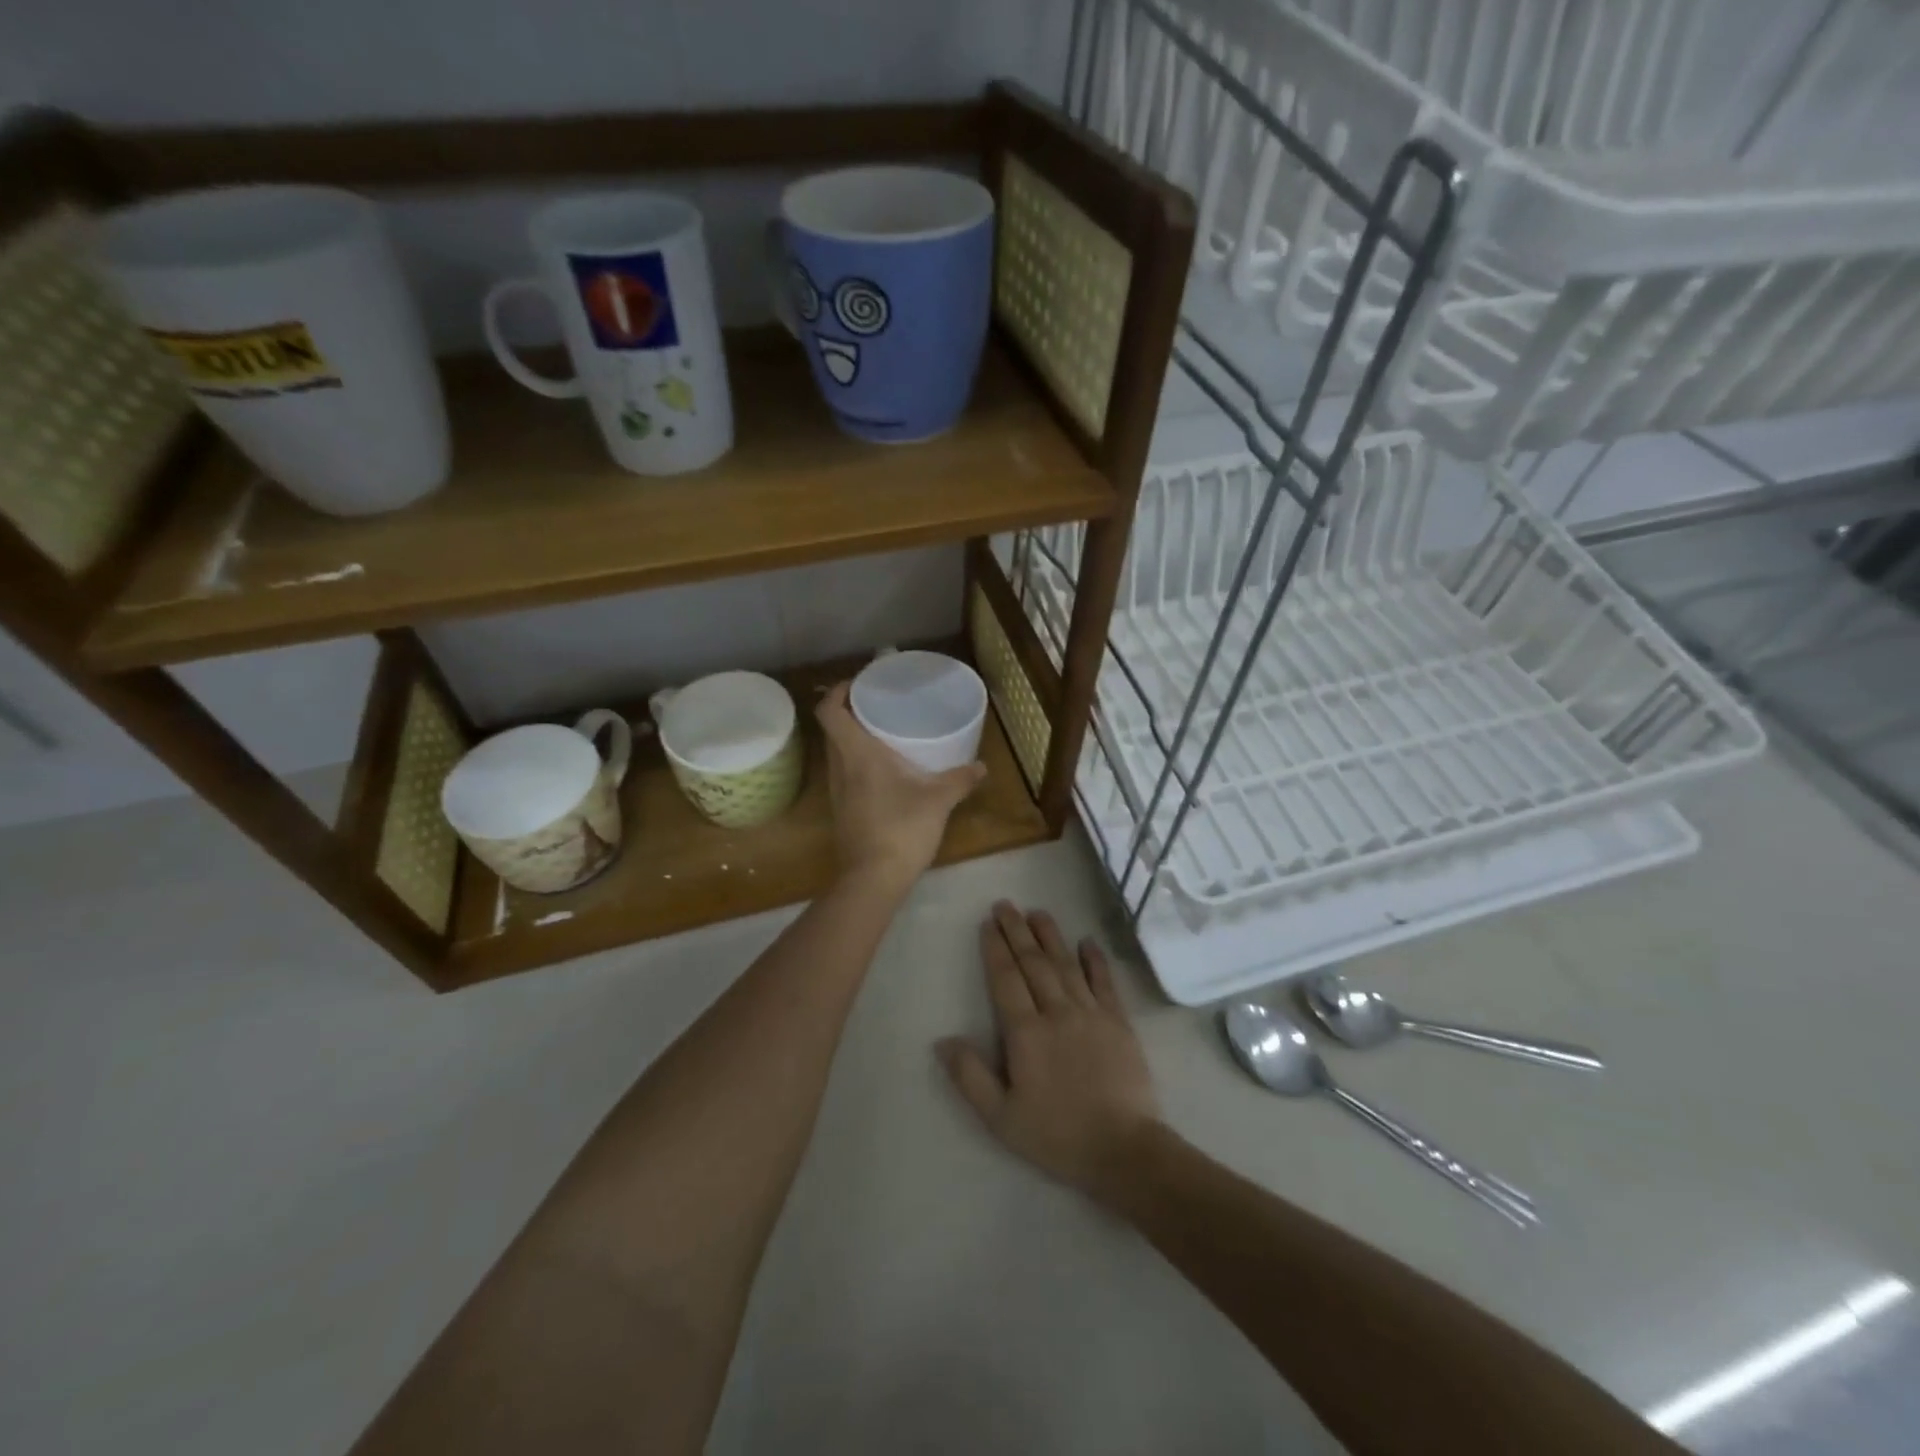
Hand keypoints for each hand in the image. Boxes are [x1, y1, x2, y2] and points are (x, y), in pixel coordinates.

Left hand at [818, 681, 985, 893]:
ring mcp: (837, 791)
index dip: (837, 691)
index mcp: (856, 754)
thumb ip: (960, 779)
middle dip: (851, 712)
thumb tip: (982, 767)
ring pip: (838, 753)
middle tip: (880, 705)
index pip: (829, 711)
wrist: (872, 880)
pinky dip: (859, 763)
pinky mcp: (843, 810)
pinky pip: (846, 774)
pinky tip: (886, 772)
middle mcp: (840, 767)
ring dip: (855, 739)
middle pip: (833, 729)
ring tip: (885, 734)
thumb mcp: (938, 801)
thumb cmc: (901, 829)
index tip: (859, 684)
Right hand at [938, 903, 1161, 1198]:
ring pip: (1066, 964)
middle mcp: (1057, 1012)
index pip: (1006, 979)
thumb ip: (970, 1077)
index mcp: (1026, 1033)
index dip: (996, 949)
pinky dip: (1095, 960)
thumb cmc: (1057, 1135)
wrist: (1124, 1149)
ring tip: (1037, 911)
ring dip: (1050, 936)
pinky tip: (1087, 941)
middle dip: (1017, 931)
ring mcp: (1091, 1013)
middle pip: (1034, 963)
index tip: (988, 924)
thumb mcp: (1001, 1118)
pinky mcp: (1119, 1022)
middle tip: (1005, 905)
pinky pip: (1104, 982)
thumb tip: (942, 1040)